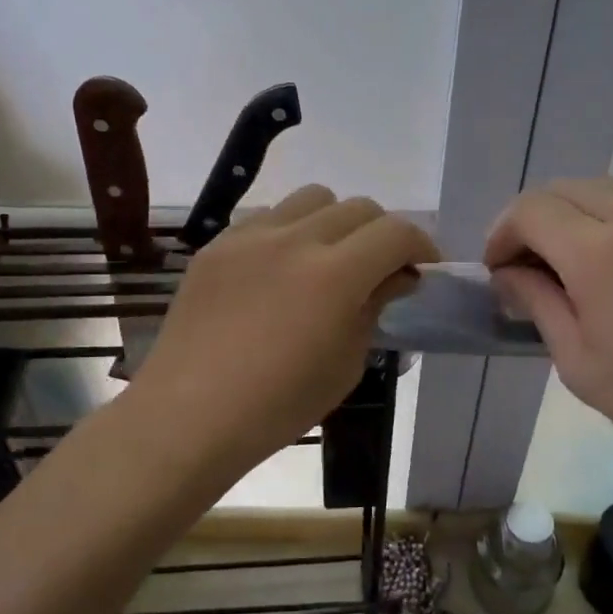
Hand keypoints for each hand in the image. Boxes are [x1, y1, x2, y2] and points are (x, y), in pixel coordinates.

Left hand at [132, 186, 438, 479]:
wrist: (190, 414)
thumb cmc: (278, 405)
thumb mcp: (346, 364)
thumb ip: (373, 308)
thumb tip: (392, 279)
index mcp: (334, 275)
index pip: (395, 232)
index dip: (421, 246)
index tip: (422, 270)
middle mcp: (295, 240)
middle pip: (357, 207)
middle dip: (382, 233)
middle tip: (380, 269)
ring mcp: (249, 237)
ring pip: (311, 199)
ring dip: (335, 222)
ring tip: (327, 260)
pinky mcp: (216, 245)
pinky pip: (266, 218)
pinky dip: (289, 232)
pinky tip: (279, 270)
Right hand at [486, 177, 612, 484]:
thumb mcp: (578, 362)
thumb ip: (537, 302)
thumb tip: (510, 273)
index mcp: (600, 251)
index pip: (531, 210)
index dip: (502, 233)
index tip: (499, 270)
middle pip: (567, 188)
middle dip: (535, 219)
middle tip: (530, 265)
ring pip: (611, 190)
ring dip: (577, 215)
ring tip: (576, 263)